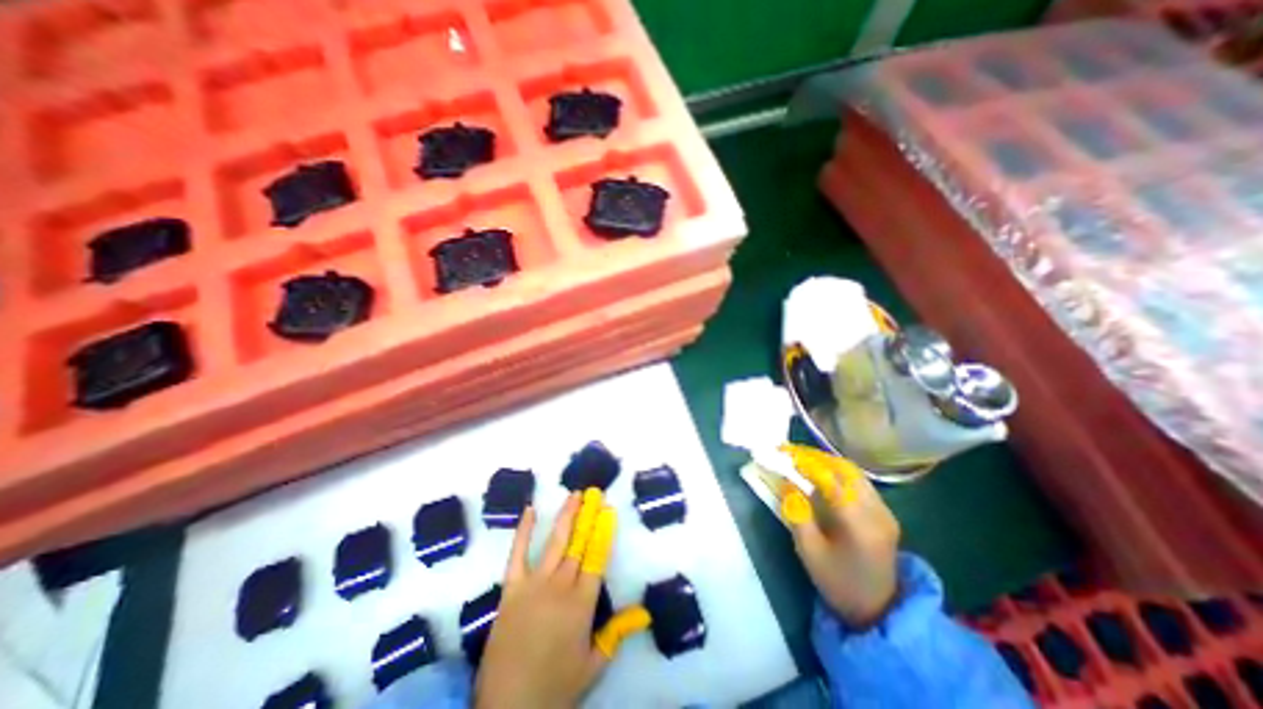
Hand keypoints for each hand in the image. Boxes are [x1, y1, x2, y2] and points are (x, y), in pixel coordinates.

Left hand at [477, 491, 644, 708]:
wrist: (508, 708)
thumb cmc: (556, 687)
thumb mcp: (593, 664)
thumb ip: (617, 633)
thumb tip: (644, 612)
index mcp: (583, 603)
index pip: (598, 557)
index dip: (604, 532)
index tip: (608, 510)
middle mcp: (561, 586)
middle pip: (578, 543)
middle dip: (588, 516)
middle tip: (594, 493)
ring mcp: (534, 584)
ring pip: (554, 542)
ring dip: (566, 516)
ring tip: (574, 495)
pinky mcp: (511, 589)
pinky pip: (517, 554)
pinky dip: (523, 531)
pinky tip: (529, 510)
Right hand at [782, 442, 897, 626]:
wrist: (877, 610)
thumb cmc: (838, 582)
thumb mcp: (809, 552)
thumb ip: (797, 514)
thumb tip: (786, 483)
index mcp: (858, 523)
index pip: (829, 479)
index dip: (804, 461)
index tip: (782, 452)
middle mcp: (876, 511)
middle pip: (845, 469)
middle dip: (815, 456)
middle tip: (790, 452)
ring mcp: (884, 511)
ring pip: (854, 472)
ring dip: (826, 461)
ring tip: (802, 459)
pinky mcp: (885, 513)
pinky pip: (859, 482)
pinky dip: (838, 472)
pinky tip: (822, 474)